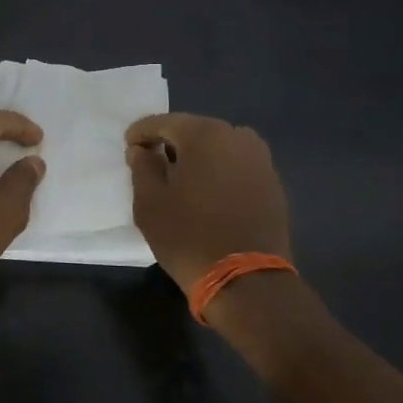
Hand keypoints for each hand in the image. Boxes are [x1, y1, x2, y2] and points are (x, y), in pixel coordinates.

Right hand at [126, 114, 291, 293]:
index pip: (164, 122)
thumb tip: (142, 150)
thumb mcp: (149, 202)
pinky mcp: (273, 184)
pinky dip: (219, 171)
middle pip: (195, 130)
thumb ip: (142, 167)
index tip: (129, 145)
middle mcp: (237, 137)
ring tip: (182, 178)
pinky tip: (208, 193)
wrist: (246, 280)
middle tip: (152, 161)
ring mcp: (260, 160)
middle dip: (171, 142)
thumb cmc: (188, 235)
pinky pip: (237, 166)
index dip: (142, 132)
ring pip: (220, 147)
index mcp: (204, 135)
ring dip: (199, 156)